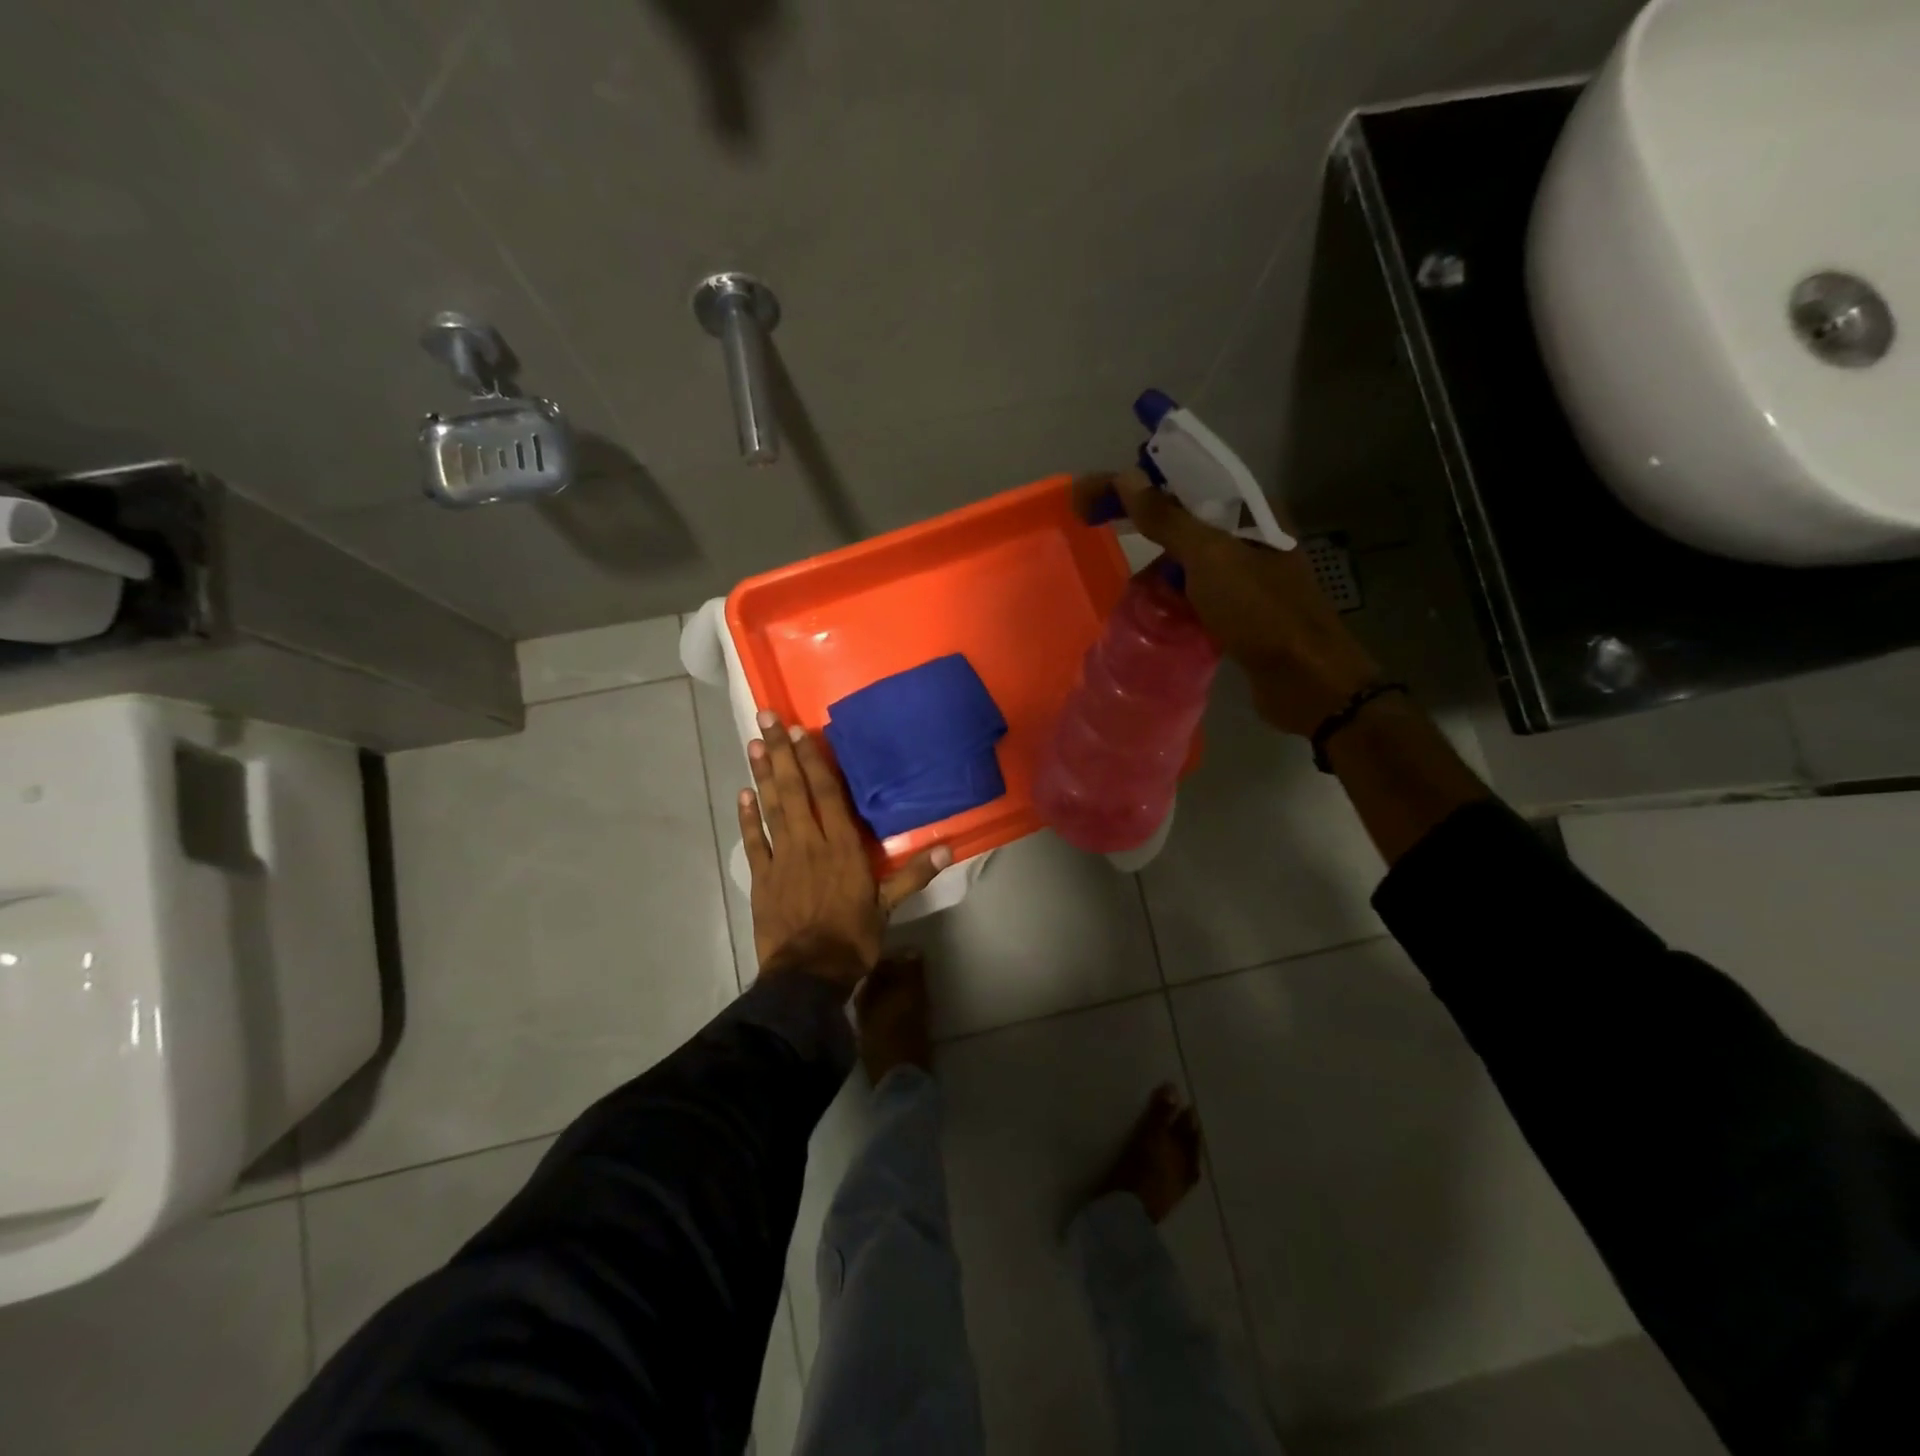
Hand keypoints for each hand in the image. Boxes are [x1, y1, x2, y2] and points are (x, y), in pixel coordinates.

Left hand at [740, 710, 950, 987]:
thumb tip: (949, 849)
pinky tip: (742, 794)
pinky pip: (753, 841)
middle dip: (781, 753)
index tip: (801, 730)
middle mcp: (810, 843)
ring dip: (762, 775)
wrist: (807, 976)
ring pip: (771, 808)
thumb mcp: (888, 907)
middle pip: (794, 790)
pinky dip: (746, 817)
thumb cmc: (852, 938)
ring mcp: (782, 859)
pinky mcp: (762, 878)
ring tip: (753, 743)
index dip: (813, 760)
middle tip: (765, 717)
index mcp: (842, 847)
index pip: (826, 794)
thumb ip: (913, 874)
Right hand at [1076, 470, 1382, 735]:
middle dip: (1140, 524)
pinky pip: (1192, 594)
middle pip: (1182, 519)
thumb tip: (1126, 478)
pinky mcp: (1238, 612)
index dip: (1135, 482)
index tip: (1091, 494)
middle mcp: (1248, 538)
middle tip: (1093, 527)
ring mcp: (1244, 577)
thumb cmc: (1260, 611)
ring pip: (1186, 561)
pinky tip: (1147, 612)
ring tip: (1123, 586)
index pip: (1183, 481)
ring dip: (1154, 568)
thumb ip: (1167, 519)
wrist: (1306, 678)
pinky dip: (1169, 598)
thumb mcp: (1209, 558)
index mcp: (1248, 512)